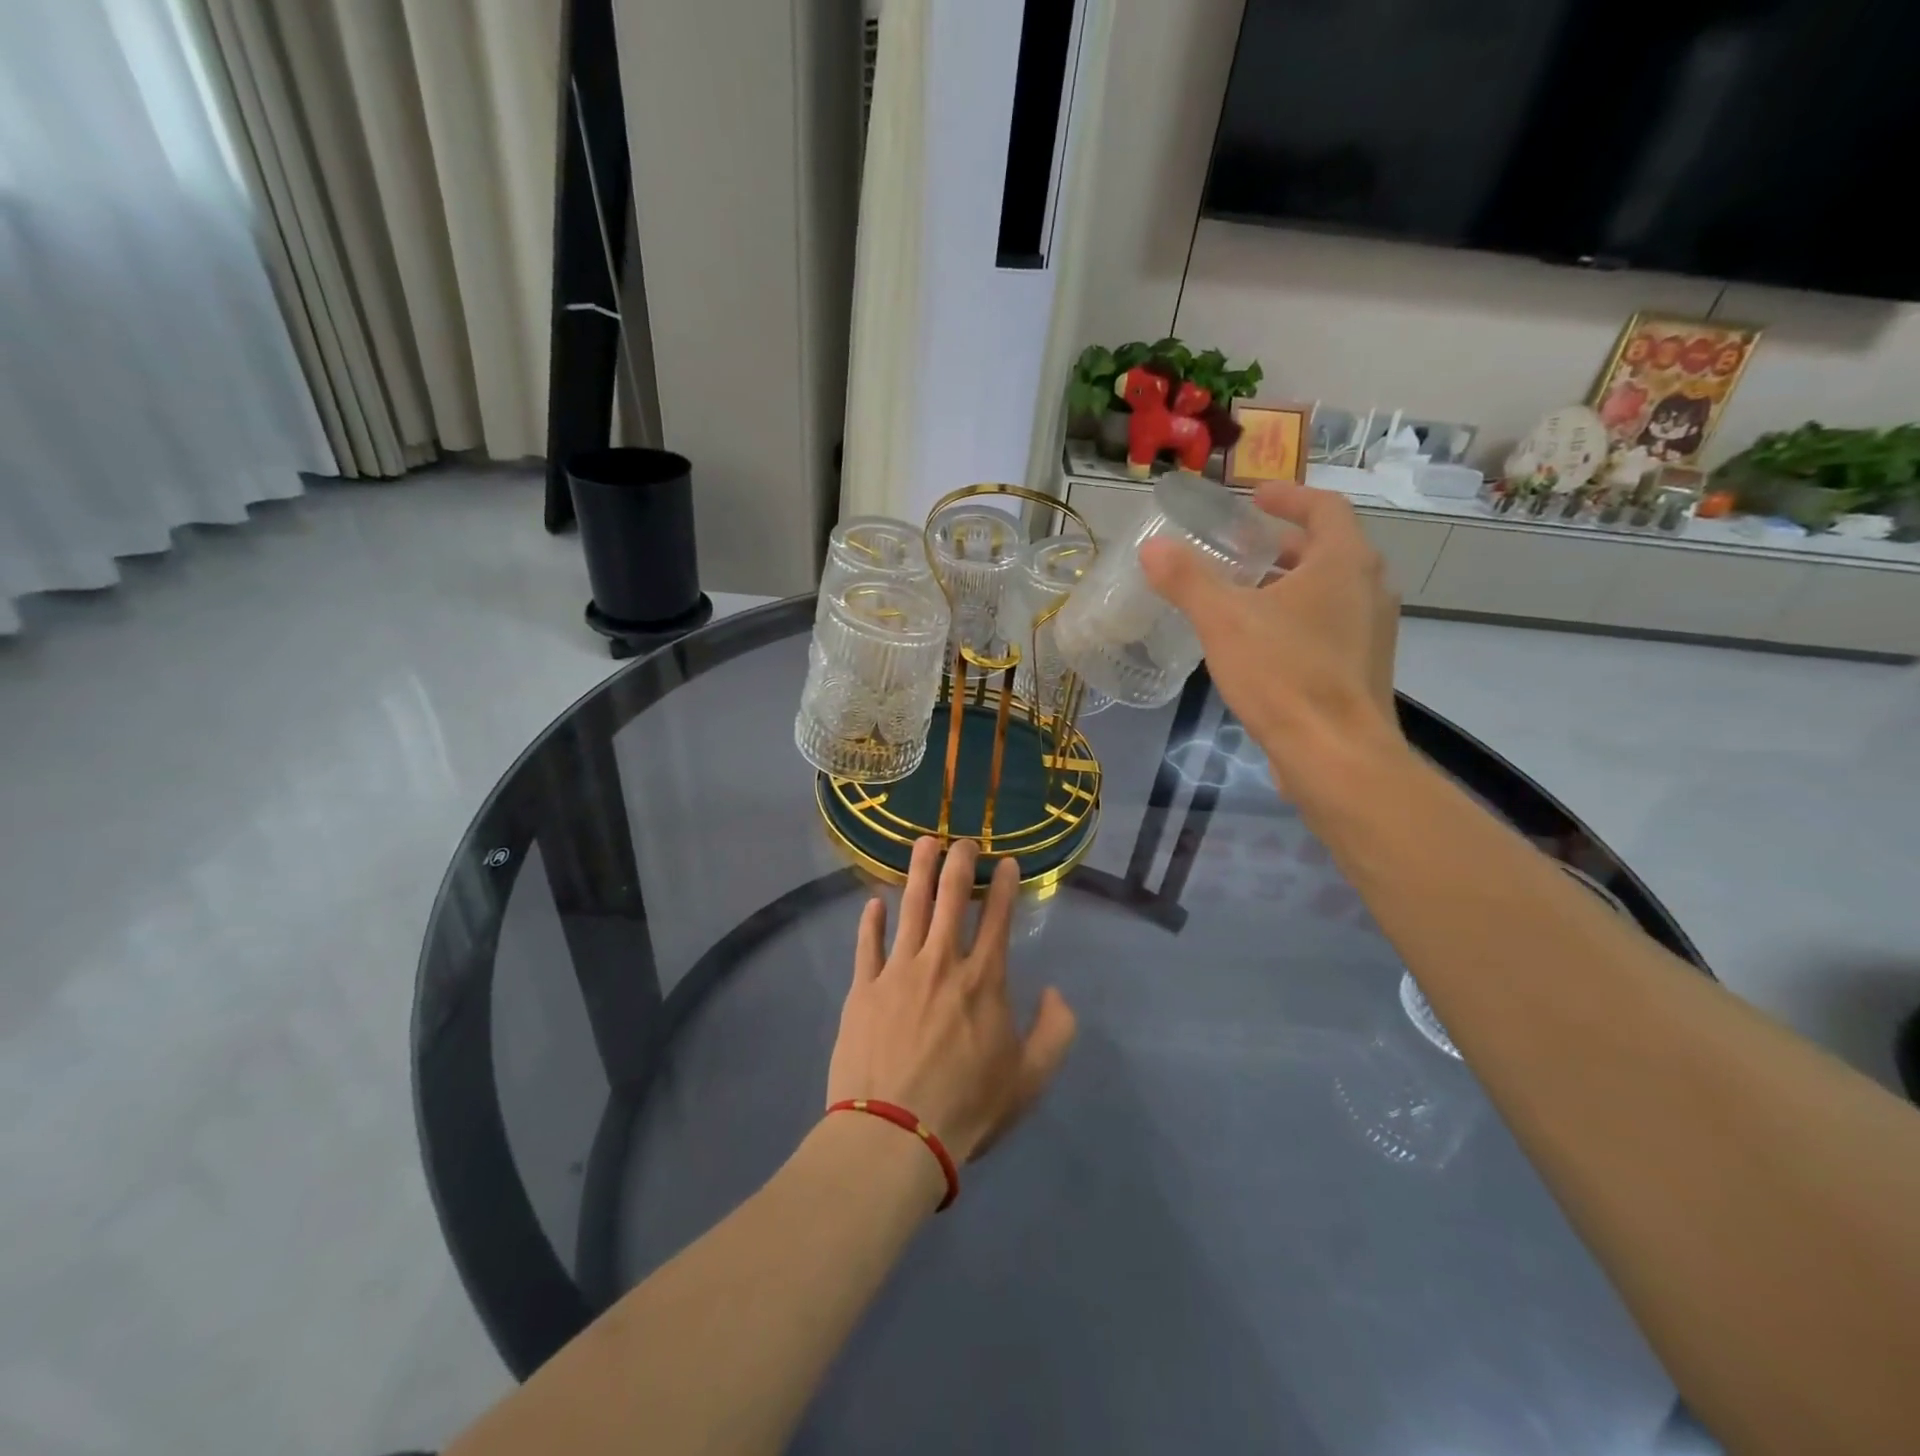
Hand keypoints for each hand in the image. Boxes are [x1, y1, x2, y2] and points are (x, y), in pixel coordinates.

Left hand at [826, 837, 1076, 1162]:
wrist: (895, 1135)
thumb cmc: (967, 1108)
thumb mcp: (1030, 1079)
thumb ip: (1055, 1031)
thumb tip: (1055, 992)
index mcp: (983, 980)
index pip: (998, 918)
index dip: (1005, 885)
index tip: (1007, 861)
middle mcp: (942, 962)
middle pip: (951, 898)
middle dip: (960, 862)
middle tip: (964, 839)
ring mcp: (898, 971)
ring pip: (910, 907)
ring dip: (918, 872)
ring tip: (924, 843)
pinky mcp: (862, 989)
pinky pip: (867, 945)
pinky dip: (871, 921)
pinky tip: (873, 903)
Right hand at [1139, 480, 1404, 781]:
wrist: (1335, 754)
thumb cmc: (1284, 674)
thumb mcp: (1223, 621)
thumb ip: (1187, 580)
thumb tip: (1152, 547)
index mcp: (1344, 562)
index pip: (1324, 507)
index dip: (1288, 497)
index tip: (1254, 498)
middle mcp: (1369, 588)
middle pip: (1326, 549)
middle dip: (1280, 545)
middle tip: (1237, 550)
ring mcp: (1372, 630)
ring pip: (1328, 590)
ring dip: (1288, 583)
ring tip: (1242, 595)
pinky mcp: (1363, 667)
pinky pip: (1330, 624)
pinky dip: (1297, 617)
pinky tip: (1260, 644)